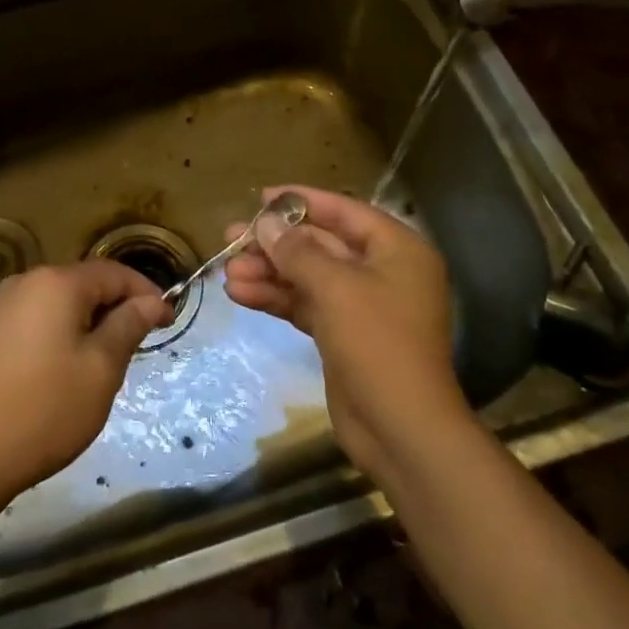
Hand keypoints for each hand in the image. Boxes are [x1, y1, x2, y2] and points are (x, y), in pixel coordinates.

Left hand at [0, 261, 172, 506]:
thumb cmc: (45, 410)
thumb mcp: (101, 369)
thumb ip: (128, 325)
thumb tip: (151, 301)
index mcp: (56, 282)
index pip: (114, 273)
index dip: (146, 293)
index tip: (168, 321)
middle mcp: (27, 282)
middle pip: (85, 283)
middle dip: (117, 307)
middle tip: (140, 344)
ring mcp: (2, 305)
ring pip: (61, 301)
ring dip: (90, 321)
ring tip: (107, 359)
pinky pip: (38, 317)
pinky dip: (62, 331)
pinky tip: (67, 366)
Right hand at [223, 186, 464, 480]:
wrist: (401, 430)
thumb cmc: (378, 344)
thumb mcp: (335, 288)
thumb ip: (297, 251)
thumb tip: (266, 222)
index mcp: (397, 250)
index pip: (344, 211)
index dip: (301, 201)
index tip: (260, 197)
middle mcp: (381, 271)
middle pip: (321, 244)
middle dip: (275, 244)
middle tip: (231, 238)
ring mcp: (361, 305)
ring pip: (307, 276)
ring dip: (269, 273)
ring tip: (227, 272)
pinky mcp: (342, 335)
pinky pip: (305, 304)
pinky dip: (276, 298)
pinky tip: (240, 294)